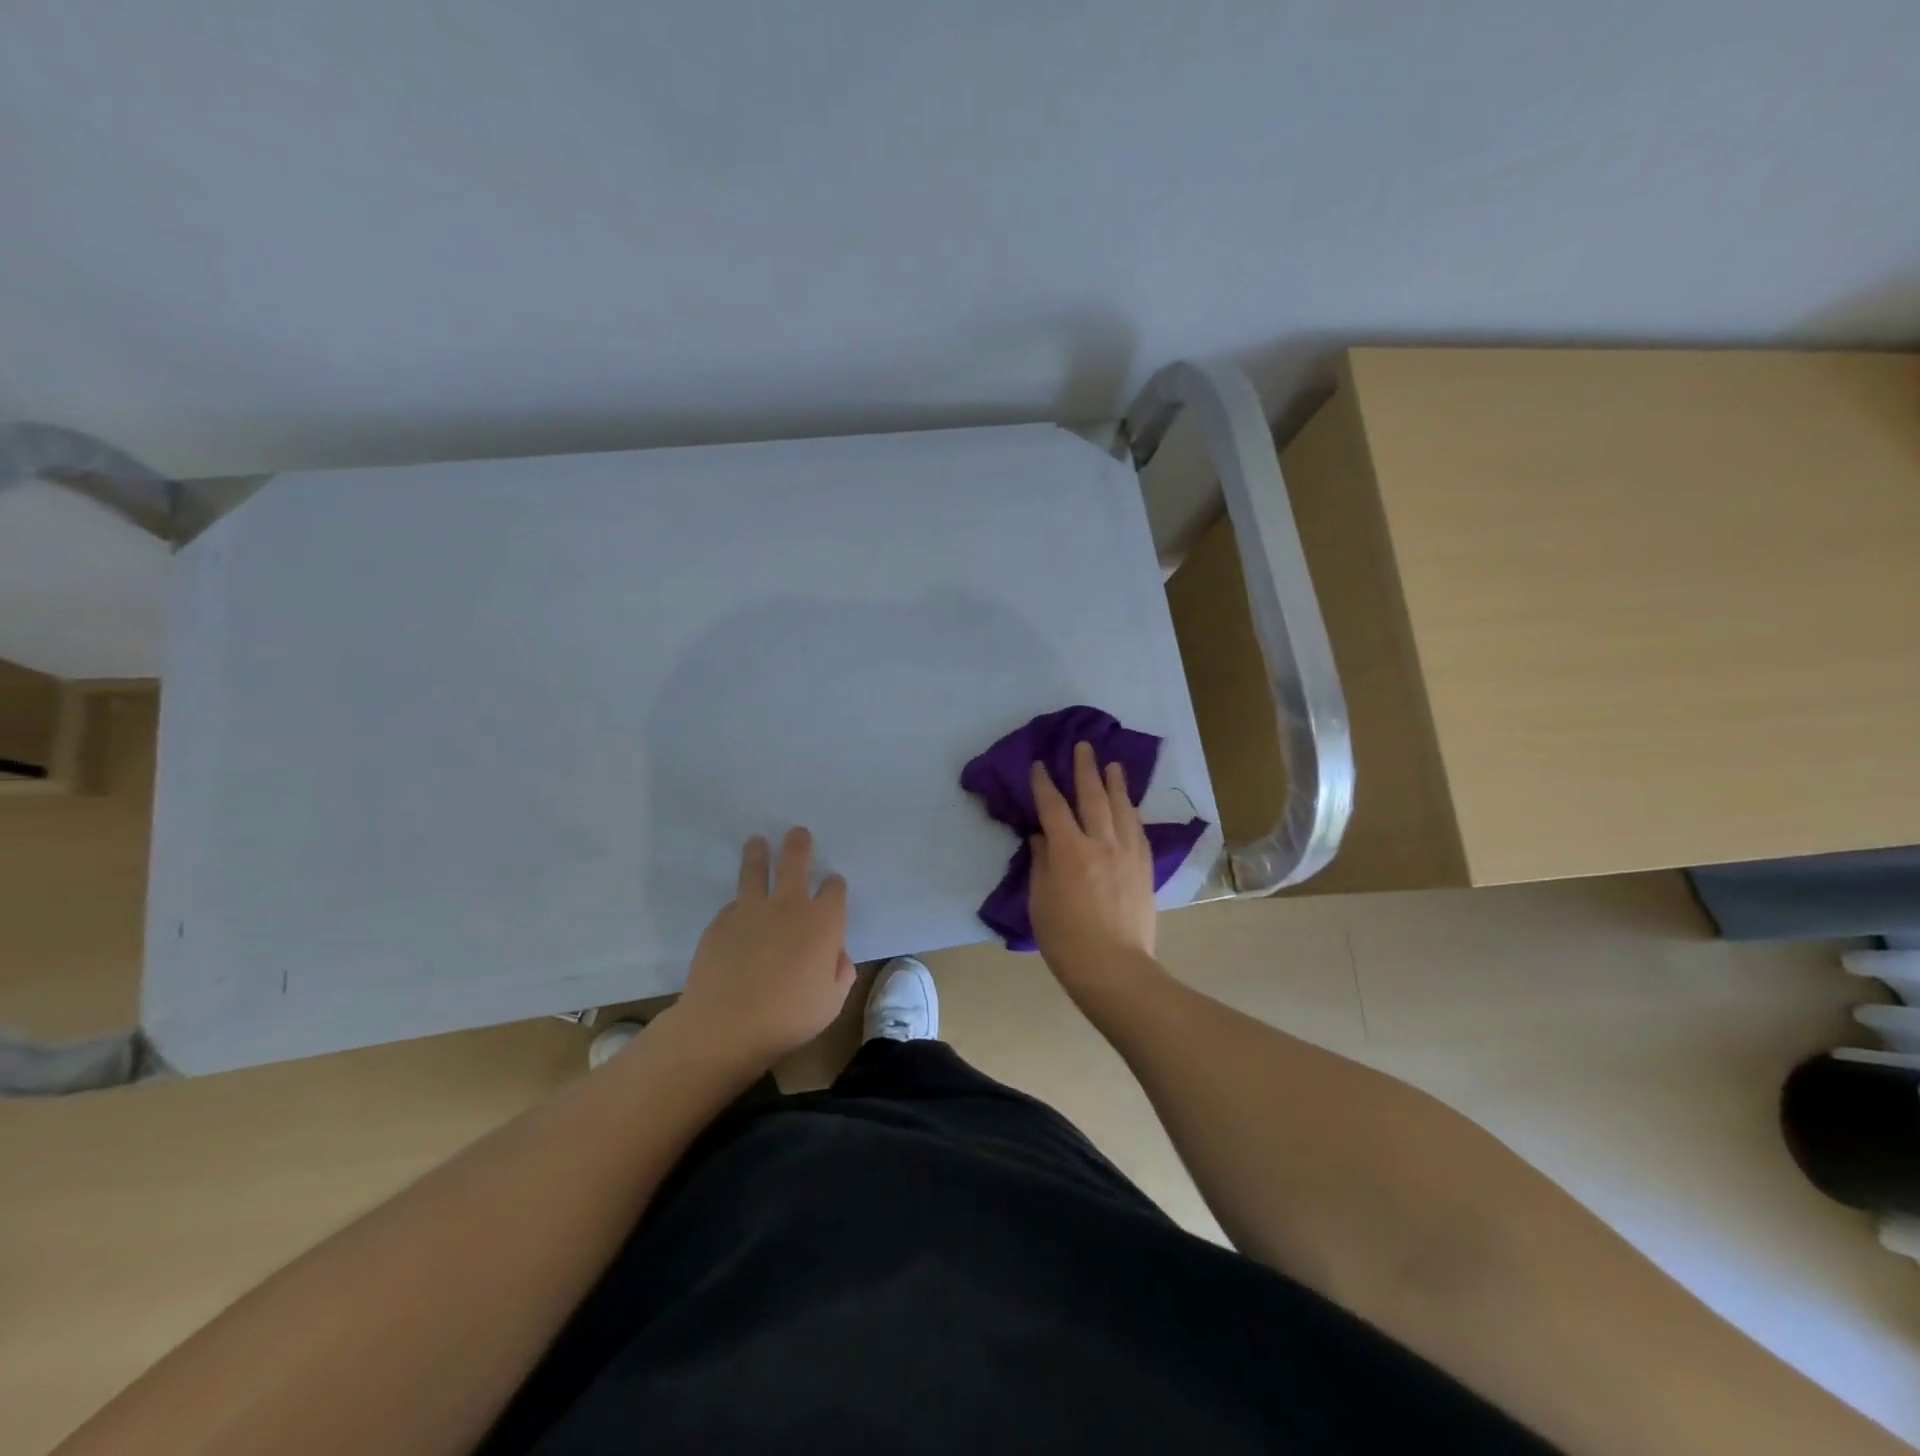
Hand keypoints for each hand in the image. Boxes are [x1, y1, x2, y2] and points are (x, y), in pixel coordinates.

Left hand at [669, 828, 856, 1069]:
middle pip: (795, 862)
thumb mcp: (832, 1001)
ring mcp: (751, 911)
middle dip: (799, 845)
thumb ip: (839, 972)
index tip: (833, 884)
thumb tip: (836, 955)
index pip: (834, 890)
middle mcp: (789, 906)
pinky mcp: (720, 922)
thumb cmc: (789, 1017)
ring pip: (755, 870)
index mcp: (823, 923)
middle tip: (797, 832)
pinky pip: (733, 906)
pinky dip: (738, 906)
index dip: (835, 885)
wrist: (726, 1024)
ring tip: (756, 841)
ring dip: (758, 853)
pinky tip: (737, 913)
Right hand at [1028, 741, 1161, 993]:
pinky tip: (1130, 807)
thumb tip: (1042, 838)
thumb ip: (1042, 863)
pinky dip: (1131, 813)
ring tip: (1113, 765)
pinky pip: (1138, 831)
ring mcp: (1127, 853)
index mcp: (1068, 849)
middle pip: (1092, 797)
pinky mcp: (1144, 868)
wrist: (1113, 968)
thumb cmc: (1065, 938)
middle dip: (1085, 769)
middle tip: (1084, 747)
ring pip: (1122, 809)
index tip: (1040, 766)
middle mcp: (1100, 842)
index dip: (1044, 783)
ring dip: (1116, 784)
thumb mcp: (1040, 900)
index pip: (1053, 806)